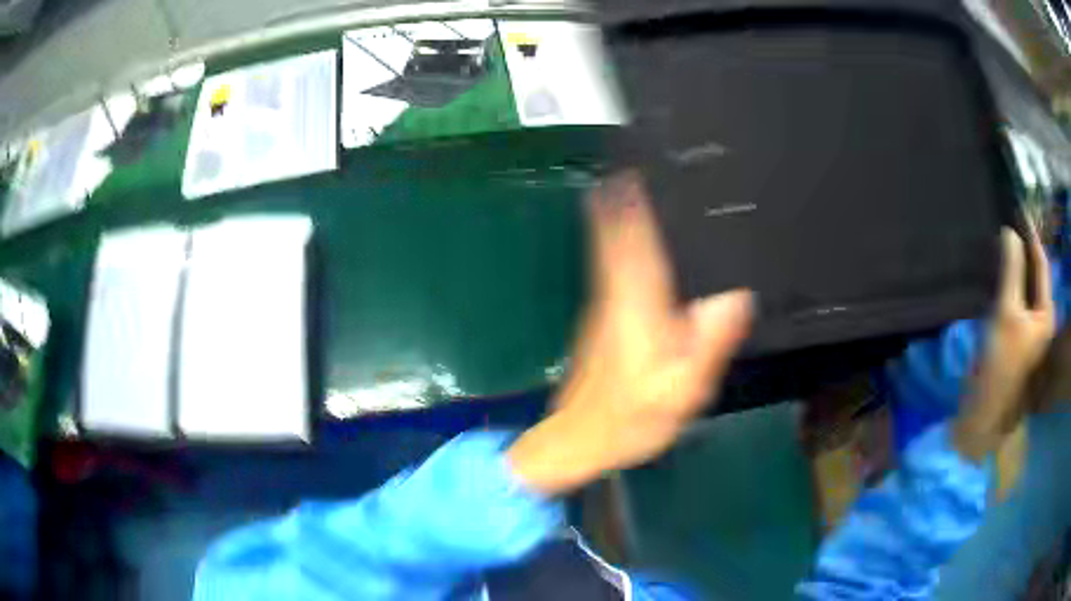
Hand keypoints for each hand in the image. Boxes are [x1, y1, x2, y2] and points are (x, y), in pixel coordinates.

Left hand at [508, 172, 753, 494]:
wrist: (581, 439)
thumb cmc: (632, 417)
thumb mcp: (683, 389)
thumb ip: (709, 341)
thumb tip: (736, 296)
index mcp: (639, 305)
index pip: (634, 240)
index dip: (632, 203)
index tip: (632, 170)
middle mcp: (616, 295)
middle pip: (617, 235)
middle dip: (622, 199)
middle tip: (632, 166)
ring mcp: (603, 306)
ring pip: (610, 248)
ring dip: (618, 216)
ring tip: (630, 186)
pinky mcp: (601, 319)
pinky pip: (613, 266)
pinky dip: (619, 243)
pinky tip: (632, 239)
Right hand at [954, 227, 1055, 461]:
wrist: (985, 414)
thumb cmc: (1001, 365)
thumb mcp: (1006, 313)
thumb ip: (1011, 270)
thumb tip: (1010, 231)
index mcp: (1046, 315)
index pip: (1041, 264)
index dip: (1031, 235)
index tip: (1018, 209)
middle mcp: (1042, 321)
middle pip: (1035, 277)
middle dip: (1023, 251)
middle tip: (1008, 226)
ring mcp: (1030, 333)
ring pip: (1025, 290)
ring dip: (1016, 268)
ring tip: (1003, 245)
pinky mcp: (1017, 341)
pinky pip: (1017, 303)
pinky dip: (1010, 286)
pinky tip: (1000, 277)